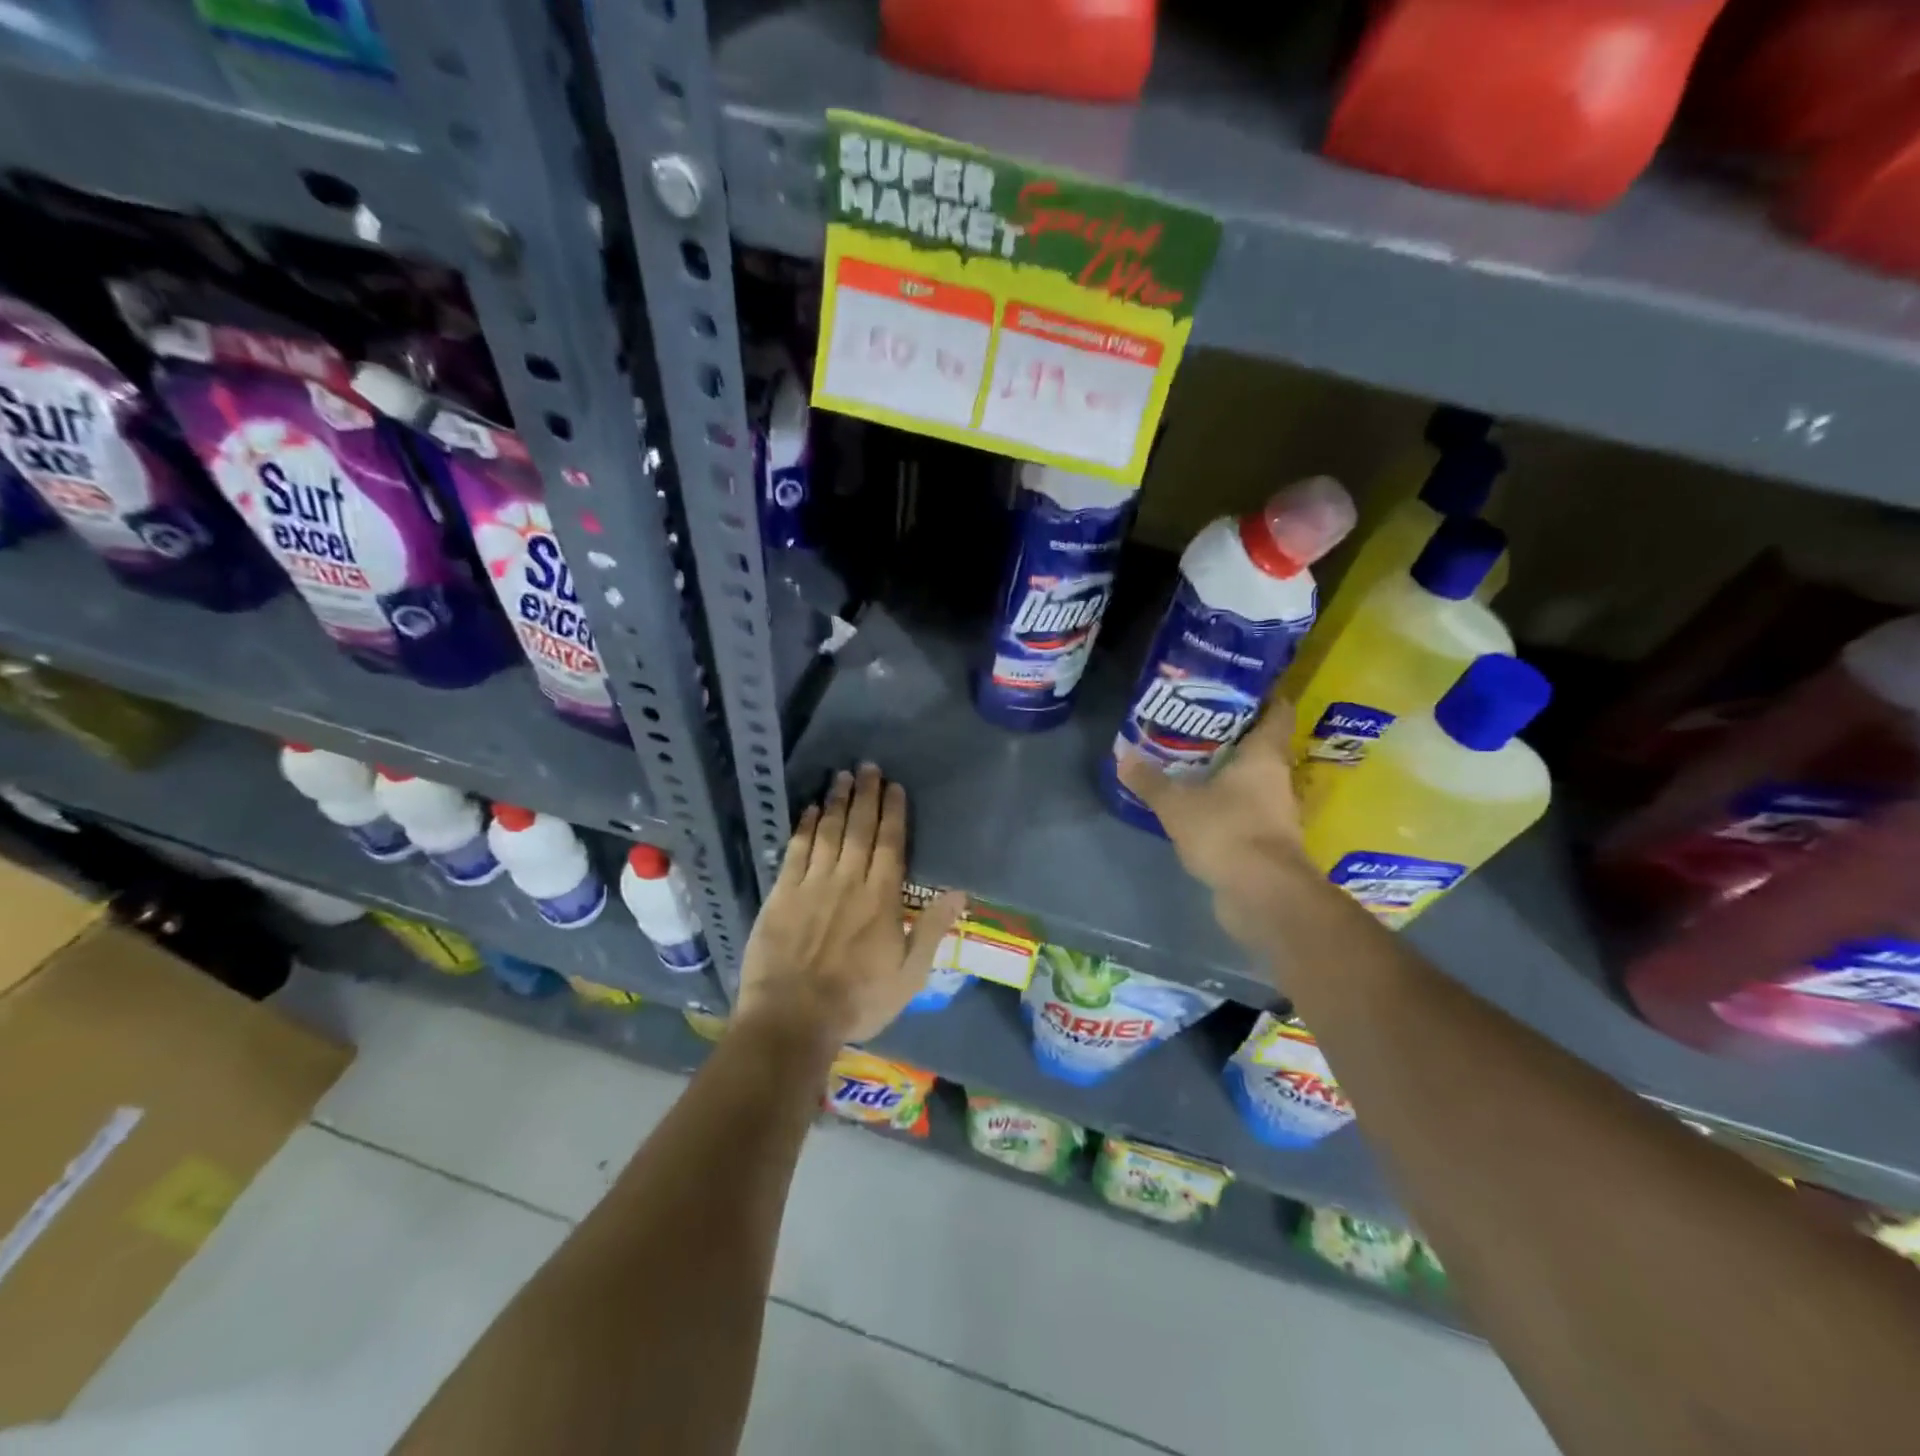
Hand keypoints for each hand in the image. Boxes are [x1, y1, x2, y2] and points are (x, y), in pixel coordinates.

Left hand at [735, 763, 965, 1050]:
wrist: (793, 1018)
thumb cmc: (858, 1001)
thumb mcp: (909, 975)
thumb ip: (933, 929)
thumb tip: (959, 891)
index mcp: (881, 898)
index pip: (890, 844)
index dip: (893, 812)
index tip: (894, 787)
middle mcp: (848, 881)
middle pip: (859, 829)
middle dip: (865, 795)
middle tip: (868, 767)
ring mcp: (812, 885)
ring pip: (828, 832)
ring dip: (837, 802)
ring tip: (841, 776)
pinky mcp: (782, 894)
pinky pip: (796, 851)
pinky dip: (805, 827)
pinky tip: (811, 810)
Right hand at [1117, 701, 1315, 948]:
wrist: (1262, 895)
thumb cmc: (1227, 832)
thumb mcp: (1177, 804)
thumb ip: (1150, 780)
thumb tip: (1121, 753)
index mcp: (1264, 756)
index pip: (1278, 712)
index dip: (1264, 696)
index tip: (1237, 686)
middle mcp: (1277, 779)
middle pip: (1261, 746)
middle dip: (1233, 734)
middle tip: (1196, 722)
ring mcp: (1274, 812)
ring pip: (1253, 780)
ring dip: (1228, 771)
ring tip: (1190, 760)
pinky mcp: (1265, 841)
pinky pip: (1245, 810)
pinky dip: (1226, 803)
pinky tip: (1197, 803)